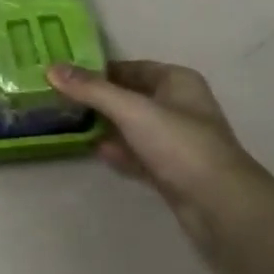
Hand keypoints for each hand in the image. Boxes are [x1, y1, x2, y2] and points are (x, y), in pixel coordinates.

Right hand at [47, 60, 265, 271]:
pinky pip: (139, 155)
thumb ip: (92, 90)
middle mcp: (179, 106)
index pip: (132, 67)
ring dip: (107, 127)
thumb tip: (52, 68)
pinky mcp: (172, 172)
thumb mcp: (132, 110)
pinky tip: (95, 152)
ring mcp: (177, 142)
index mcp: (177, 82)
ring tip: (69, 124)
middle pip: (131, 97)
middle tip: (59, 100)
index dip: (100, 70)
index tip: (65, 74)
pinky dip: (119, 153)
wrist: (221, 206)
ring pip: (134, 127)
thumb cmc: (180, 145)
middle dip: (99, 99)